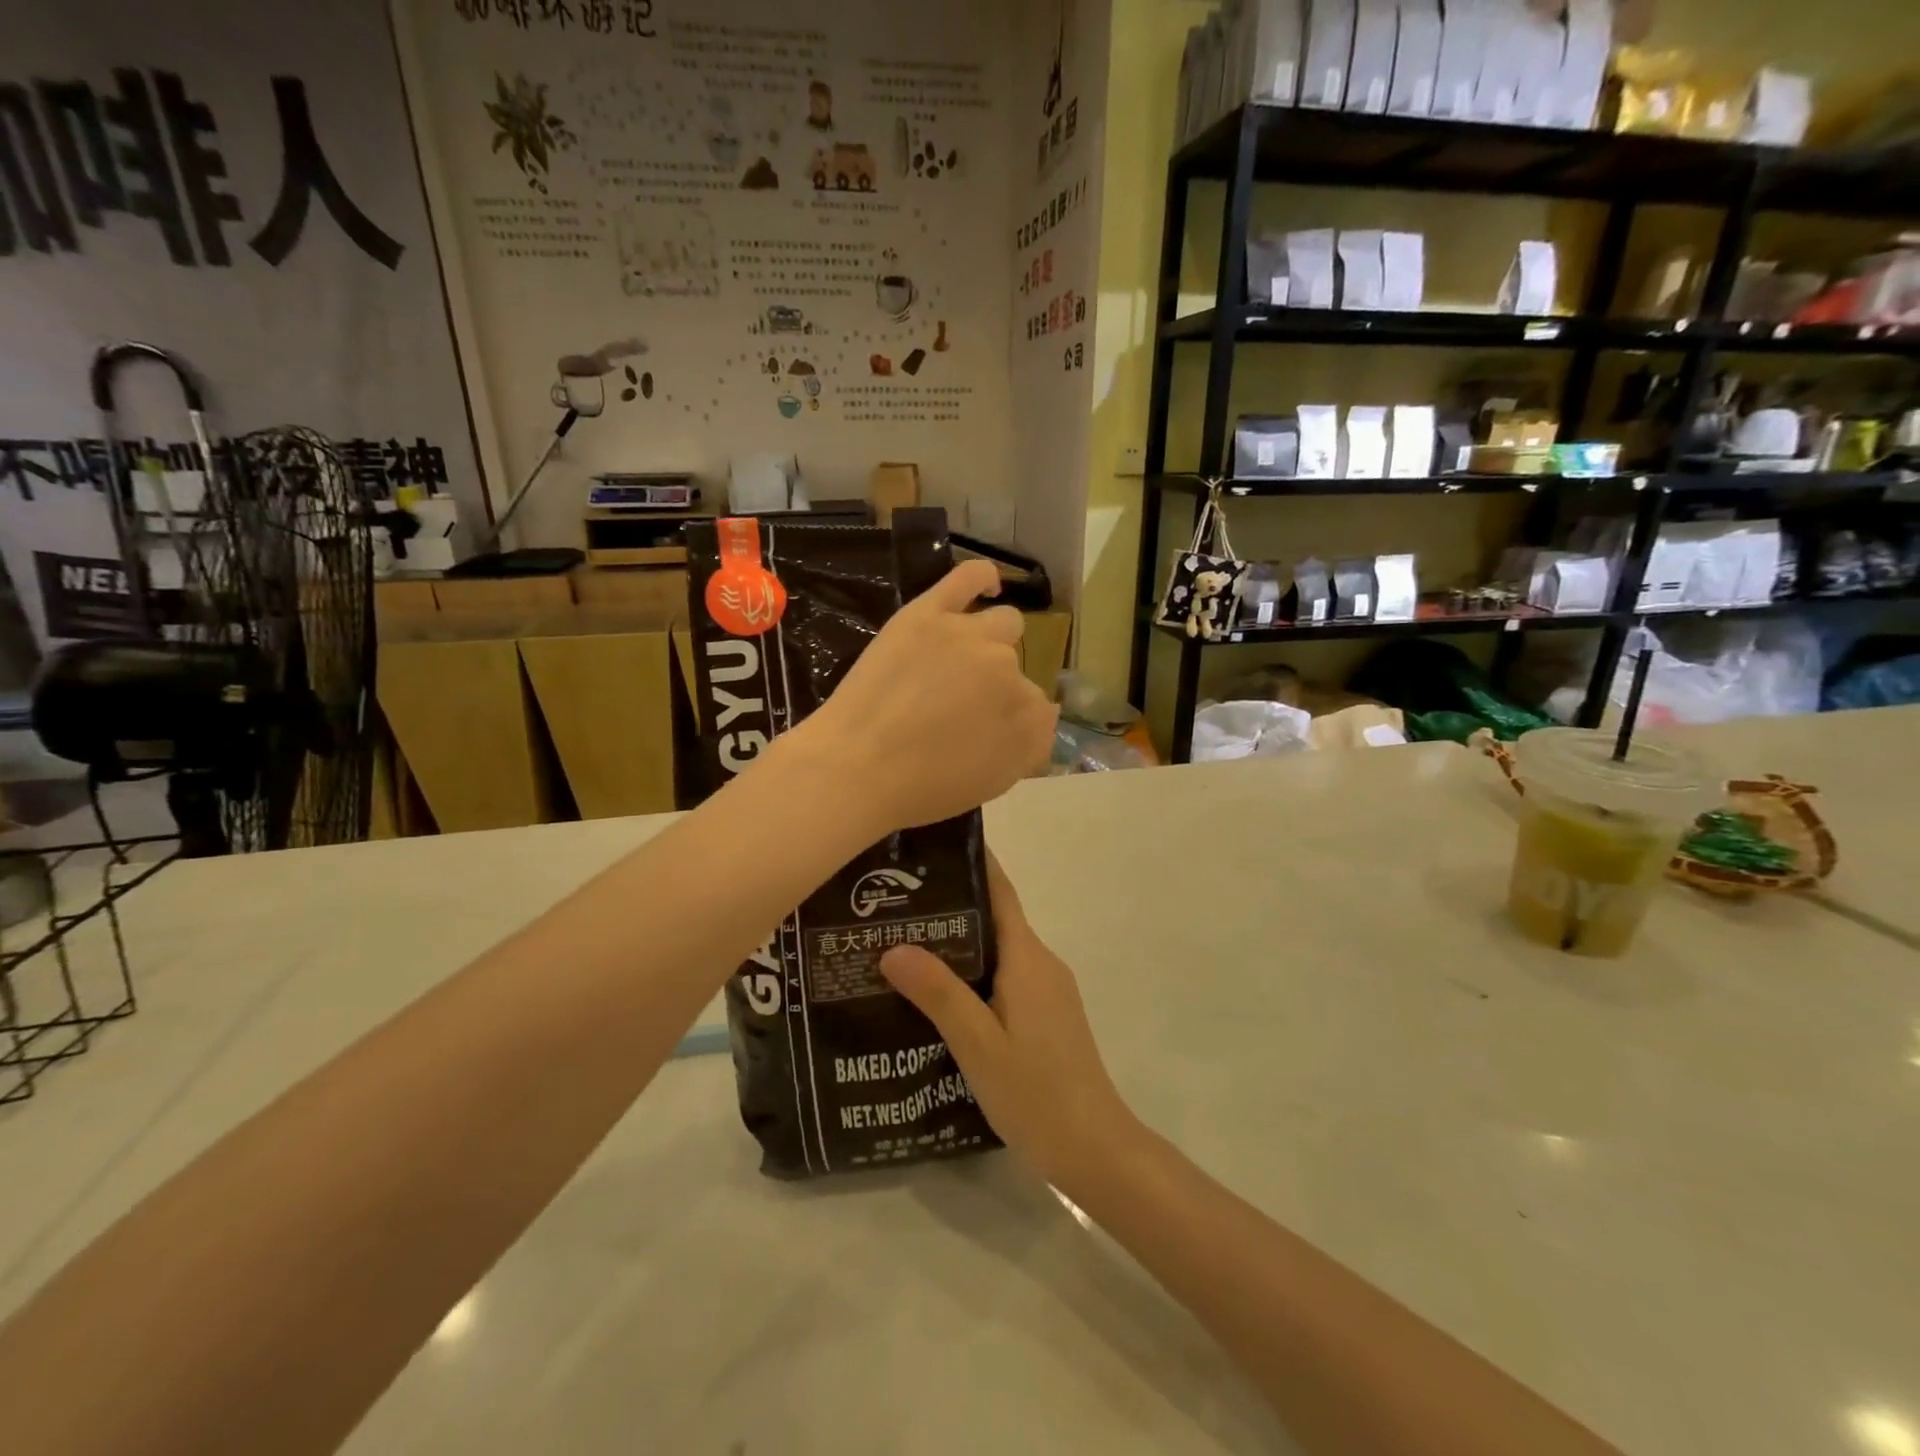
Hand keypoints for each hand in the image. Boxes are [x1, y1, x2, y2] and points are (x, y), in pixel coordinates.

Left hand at [800, 558, 1057, 831]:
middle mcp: (1009, 671)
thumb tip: (1043, 717)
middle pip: (1017, 668)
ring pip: (1003, 625)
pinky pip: (968, 578)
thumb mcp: (992, 784)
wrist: (856, 767)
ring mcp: (970, 637)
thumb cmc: (921, 788)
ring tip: (957, 664)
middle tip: (957, 710)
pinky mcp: (929, 614)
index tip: (983, 736)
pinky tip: (987, 584)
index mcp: (1028, 717)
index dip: (1009, 723)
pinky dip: (982, 578)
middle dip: (995, 688)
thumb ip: (1027, 749)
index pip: (1037, 710)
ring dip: (990, 643)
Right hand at [880, 854, 1140, 1195]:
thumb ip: (938, 993)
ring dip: (957, 941)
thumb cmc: (1036, 1092)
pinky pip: (1003, 976)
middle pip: (994, 918)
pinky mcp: (1045, 1015)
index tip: (929, 845)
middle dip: (949, 904)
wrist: (1094, 1149)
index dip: (970, 863)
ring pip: (997, 950)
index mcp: (1028, 958)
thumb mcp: (978, 1043)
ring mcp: (1046, 990)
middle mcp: (1040, 963)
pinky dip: (971, 971)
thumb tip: (893, 945)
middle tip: (892, 900)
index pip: (999, 892)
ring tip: (900, 942)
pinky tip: (935, 992)